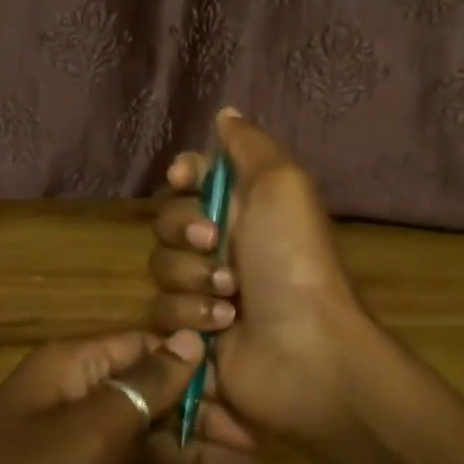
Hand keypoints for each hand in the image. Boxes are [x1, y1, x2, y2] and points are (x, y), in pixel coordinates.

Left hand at [0, 328, 256, 463]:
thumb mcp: (85, 433)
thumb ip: (142, 388)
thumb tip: (191, 341)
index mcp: (74, 365)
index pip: (146, 349)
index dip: (195, 364)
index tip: (245, 385)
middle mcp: (75, 395)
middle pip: (149, 394)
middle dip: (201, 414)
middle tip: (255, 441)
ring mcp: (70, 443)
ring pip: (141, 438)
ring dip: (189, 451)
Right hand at [147, 109, 372, 441]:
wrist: (305, 349)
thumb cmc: (294, 260)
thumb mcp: (282, 185)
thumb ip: (248, 146)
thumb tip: (224, 113)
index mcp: (244, 207)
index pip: (192, 177)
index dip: (183, 175)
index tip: (185, 180)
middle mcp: (221, 243)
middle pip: (167, 220)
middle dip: (185, 230)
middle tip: (217, 244)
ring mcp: (204, 290)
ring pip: (160, 267)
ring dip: (191, 279)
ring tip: (229, 298)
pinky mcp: (190, 332)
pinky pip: (159, 312)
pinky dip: (188, 317)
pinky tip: (221, 328)